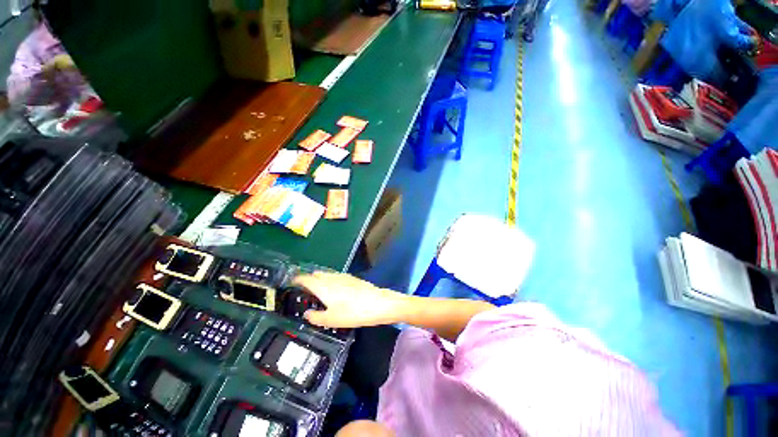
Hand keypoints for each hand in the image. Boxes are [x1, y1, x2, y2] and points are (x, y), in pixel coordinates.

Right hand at [292, 272, 408, 328]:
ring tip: (318, 292)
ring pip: (327, 275)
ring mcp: (344, 276)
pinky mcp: (353, 278)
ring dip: (320, 280)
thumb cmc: (353, 312)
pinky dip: (331, 281)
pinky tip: (335, 290)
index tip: (291, 283)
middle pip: (316, 274)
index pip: (306, 278)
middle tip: (304, 291)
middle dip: (309, 280)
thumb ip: (316, 316)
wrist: (379, 303)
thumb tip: (307, 313)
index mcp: (323, 286)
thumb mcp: (332, 319)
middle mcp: (332, 278)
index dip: (297, 279)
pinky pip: (336, 277)